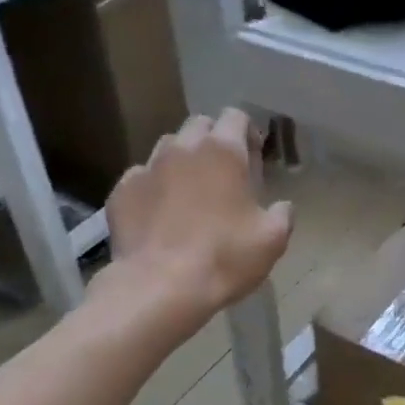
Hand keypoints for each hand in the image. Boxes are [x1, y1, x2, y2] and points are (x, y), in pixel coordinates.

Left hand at [102, 109, 292, 332]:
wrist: (160, 287)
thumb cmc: (225, 257)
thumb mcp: (272, 240)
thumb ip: (282, 215)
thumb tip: (283, 206)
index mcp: (223, 152)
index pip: (236, 117)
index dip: (247, 133)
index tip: (253, 159)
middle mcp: (183, 149)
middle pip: (199, 125)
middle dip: (213, 141)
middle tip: (223, 174)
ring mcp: (147, 167)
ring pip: (167, 147)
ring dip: (182, 161)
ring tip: (189, 192)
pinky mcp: (121, 191)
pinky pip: (141, 178)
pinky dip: (154, 188)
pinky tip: (160, 215)